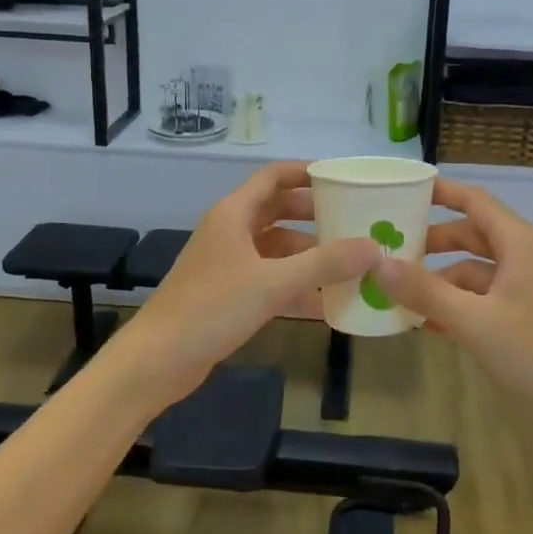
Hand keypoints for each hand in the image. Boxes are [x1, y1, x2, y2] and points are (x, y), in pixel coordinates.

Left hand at [112, 163, 375, 402]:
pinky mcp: (227, 294)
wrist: (159, 360)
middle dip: (313, 215)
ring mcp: (227, 264)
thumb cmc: (212, 308)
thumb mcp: (273, 283)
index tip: (341, 178)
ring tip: (348, 263)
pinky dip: (295, 285)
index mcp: (233, 214)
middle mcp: (230, 232)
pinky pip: (269, 279)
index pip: (272, 177)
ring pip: (275, 248)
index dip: (305, 172)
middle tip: (353, 221)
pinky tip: (325, 302)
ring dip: (307, 254)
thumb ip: (325, 264)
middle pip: (277, 211)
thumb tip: (374, 247)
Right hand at [374, 179, 532, 420]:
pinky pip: (491, 296)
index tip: (403, 192)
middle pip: (473, 235)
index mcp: (519, 242)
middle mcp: (527, 255)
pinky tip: (435, 325)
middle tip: (391, 250)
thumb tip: (378, 264)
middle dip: (433, 243)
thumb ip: (425, 292)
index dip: (439, 192)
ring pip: (480, 271)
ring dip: (444, 281)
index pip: (473, 200)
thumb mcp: (475, 322)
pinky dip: (464, 304)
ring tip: (403, 297)